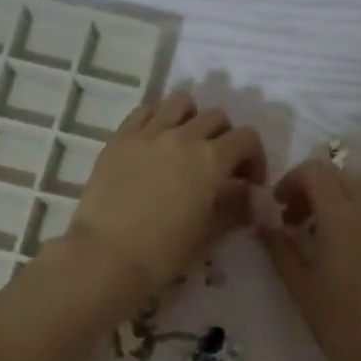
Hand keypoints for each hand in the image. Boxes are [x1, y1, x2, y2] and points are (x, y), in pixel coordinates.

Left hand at [69, 89, 266, 305]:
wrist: (106, 257)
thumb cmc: (163, 253)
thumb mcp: (209, 234)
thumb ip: (234, 207)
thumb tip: (247, 195)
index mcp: (211, 160)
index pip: (247, 139)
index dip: (255, 158)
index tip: (249, 182)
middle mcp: (182, 137)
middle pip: (216, 117)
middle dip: (225, 139)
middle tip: (218, 166)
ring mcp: (148, 133)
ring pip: (180, 103)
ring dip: (192, 118)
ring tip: (186, 143)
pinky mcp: (119, 138)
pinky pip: (145, 111)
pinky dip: (158, 118)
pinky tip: (155, 142)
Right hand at [262, 161, 360, 360]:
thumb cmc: (340, 325)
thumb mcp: (299, 286)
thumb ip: (279, 247)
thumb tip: (264, 224)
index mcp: (342, 215)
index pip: (315, 172)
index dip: (291, 181)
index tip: (279, 207)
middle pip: (343, 176)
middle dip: (317, 189)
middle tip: (299, 221)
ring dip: (344, 202)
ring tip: (331, 237)